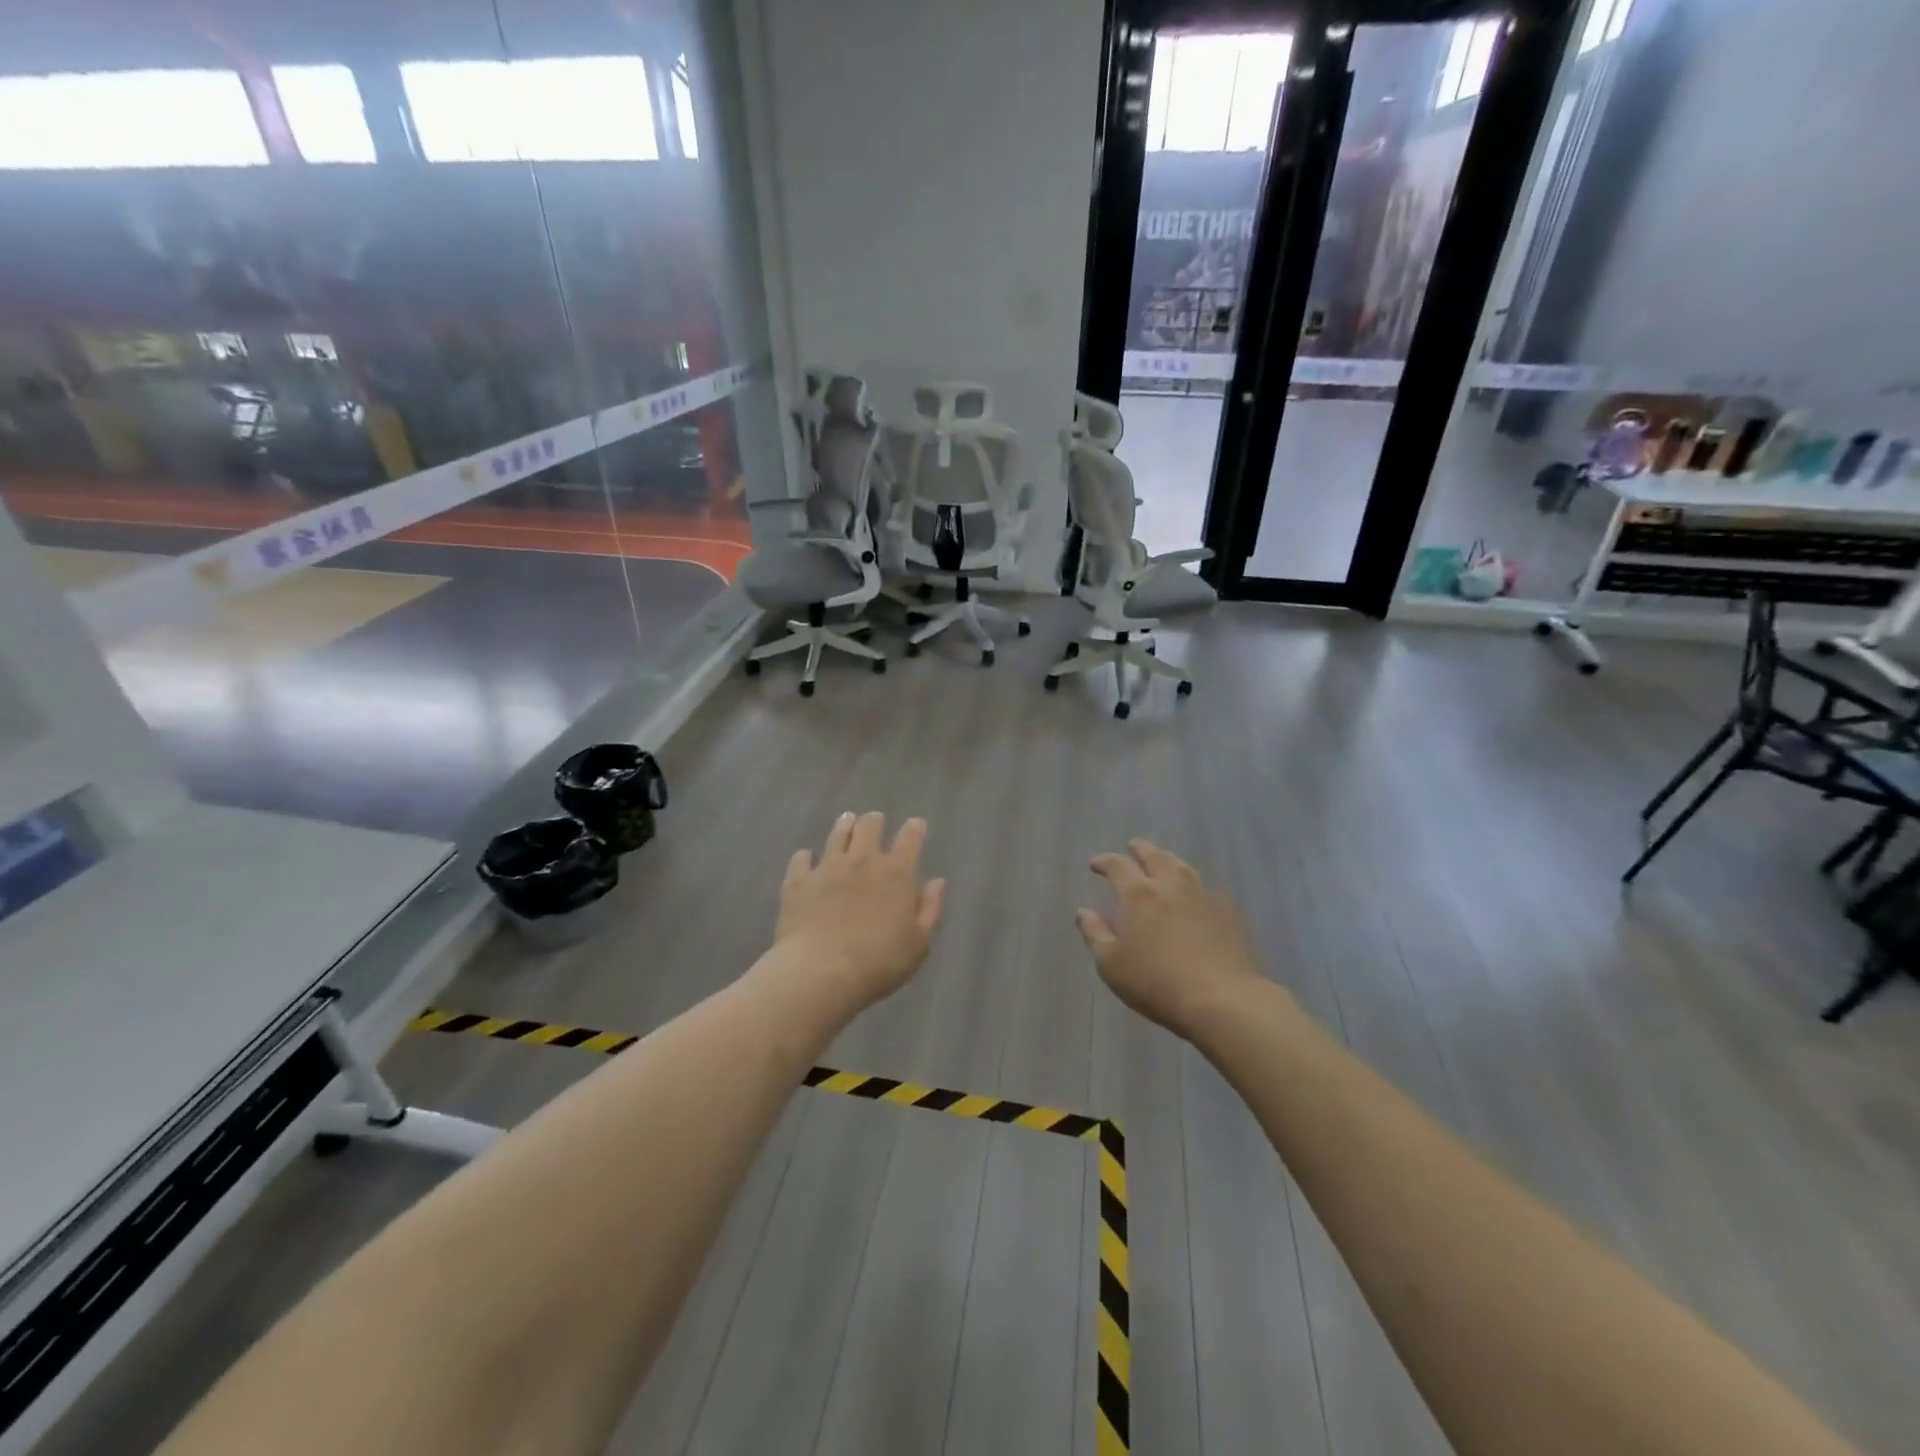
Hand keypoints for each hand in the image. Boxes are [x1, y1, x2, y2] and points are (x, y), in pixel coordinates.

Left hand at [773, 812, 945, 1012]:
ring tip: (846, 822)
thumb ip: (929, 909)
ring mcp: (827, 868)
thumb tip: (936, 882)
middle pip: (869, 826)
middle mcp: (862, 861)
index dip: (915, 828)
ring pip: (837, 835)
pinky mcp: (798, 882)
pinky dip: (805, 858)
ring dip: (844, 827)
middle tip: (875, 821)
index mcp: (896, 873)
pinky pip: (800, 860)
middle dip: (874, 821)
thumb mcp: (918, 944)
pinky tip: (805, 860)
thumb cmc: (879, 962)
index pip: (910, 838)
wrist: (820, 972)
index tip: (916, 825)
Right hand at [1076, 839, 1261, 1038]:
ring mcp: (1202, 896)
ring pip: (1182, 867)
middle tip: (1132, 847)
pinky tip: (1193, 893)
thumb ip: (1095, 934)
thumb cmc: (1156, 982)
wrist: (1221, 999)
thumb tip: (1084, 912)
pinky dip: (1192, 883)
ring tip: (1162, 861)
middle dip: (1140, 850)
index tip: (1095, 864)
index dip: (1104, 862)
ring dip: (1167, 859)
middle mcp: (1170, 886)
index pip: (1118, 866)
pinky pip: (1205, 887)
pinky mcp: (1226, 912)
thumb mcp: (1111, 964)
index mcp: (1138, 895)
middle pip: (1154, 856)